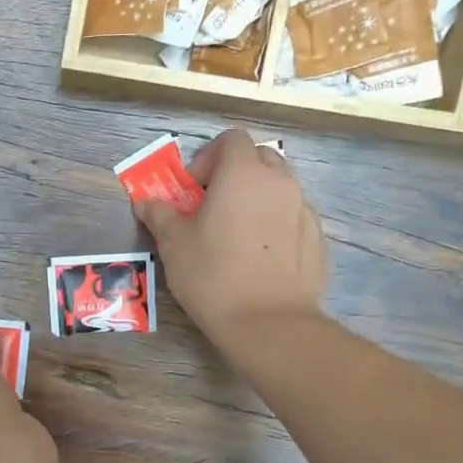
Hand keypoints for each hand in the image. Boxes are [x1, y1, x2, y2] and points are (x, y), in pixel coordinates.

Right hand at [132, 129, 326, 342]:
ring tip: (237, 233)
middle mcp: (280, 182)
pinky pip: (293, 216)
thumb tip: (144, 201)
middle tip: (213, 206)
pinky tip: (260, 257)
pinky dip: (276, 223)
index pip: (231, 139)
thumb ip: (159, 215)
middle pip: (259, 157)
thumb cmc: (213, 275)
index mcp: (243, 174)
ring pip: (279, 187)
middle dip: (235, 173)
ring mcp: (304, 209)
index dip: (208, 157)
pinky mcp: (318, 238)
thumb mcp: (173, 244)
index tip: (193, 190)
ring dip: (257, 197)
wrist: (269, 323)